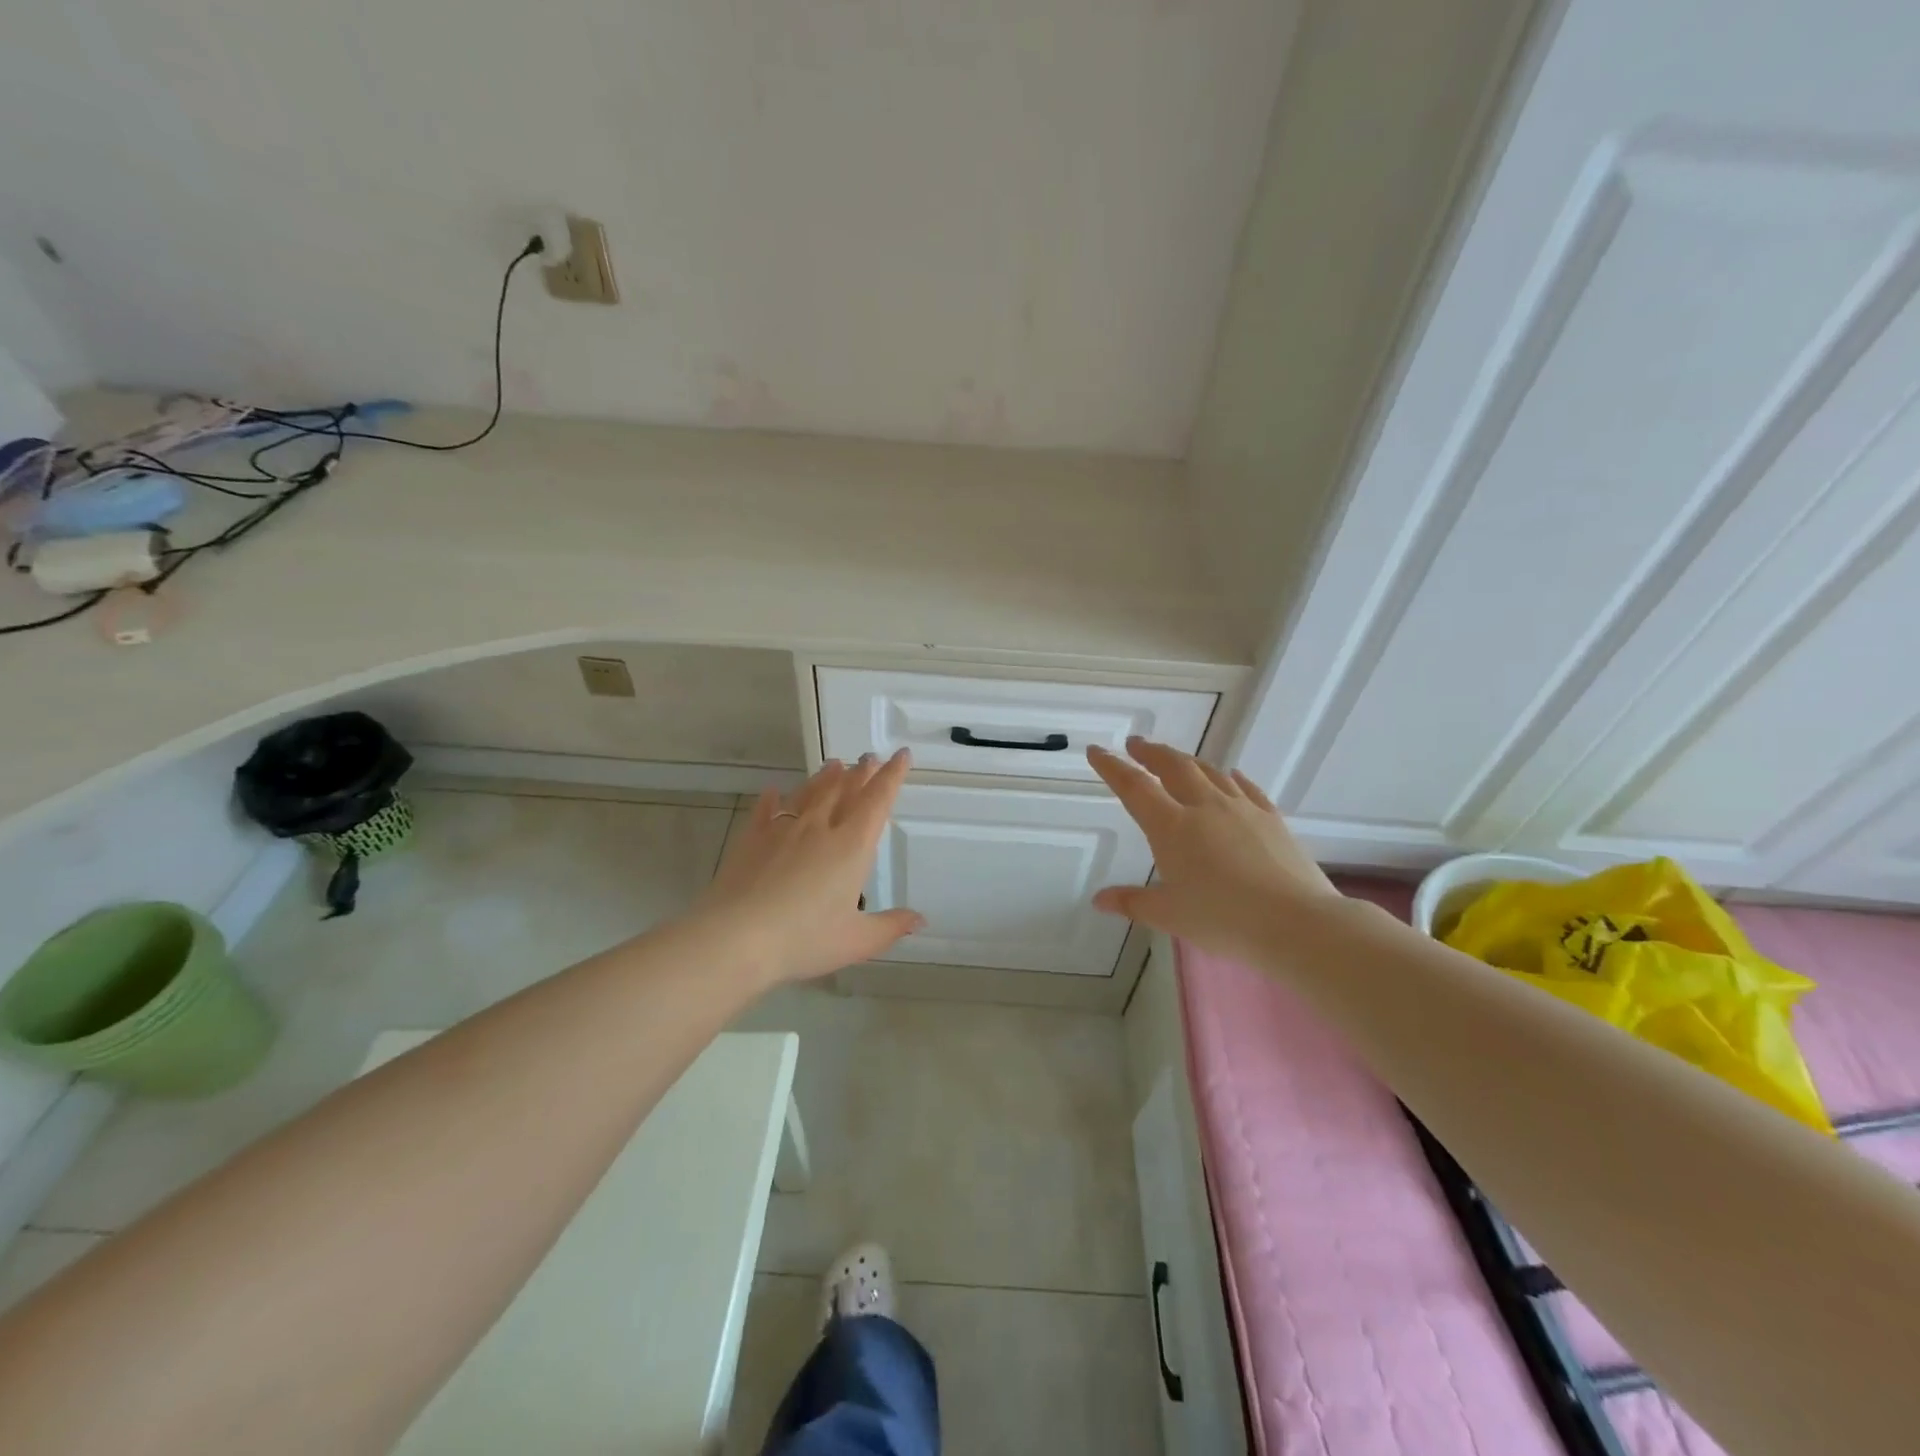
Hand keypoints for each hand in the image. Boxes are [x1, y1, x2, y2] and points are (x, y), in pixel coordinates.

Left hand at [691, 750, 924, 985]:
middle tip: (870, 758)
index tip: (901, 755)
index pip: (877, 801)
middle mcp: (820, 828)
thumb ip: (890, 927)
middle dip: (861, 772)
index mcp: (851, 847)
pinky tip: (774, 792)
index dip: (892, 776)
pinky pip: (766, 810)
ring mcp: (783, 830)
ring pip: (809, 794)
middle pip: (844, 790)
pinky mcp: (752, 839)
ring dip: (825, 777)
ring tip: (834, 764)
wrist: (735, 938)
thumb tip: (920, 920)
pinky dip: (774, 799)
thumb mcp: (856, 941)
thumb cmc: (803, 939)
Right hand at [1088, 737, 1335, 962]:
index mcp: (1171, 826)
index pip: (1134, 787)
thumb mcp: (1169, 915)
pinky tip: (1230, 775)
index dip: (1112, 767)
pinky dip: (1231, 777)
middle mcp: (1204, 806)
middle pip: (1173, 766)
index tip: (1096, 751)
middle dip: (1150, 752)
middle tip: (1135, 745)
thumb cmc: (1223, 919)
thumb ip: (1132, 902)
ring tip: (1175, 759)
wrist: (1296, 922)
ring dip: (1187, 760)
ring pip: (1209, 771)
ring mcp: (1242, 808)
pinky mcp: (1271, 818)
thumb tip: (1098, 900)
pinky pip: (1246, 788)